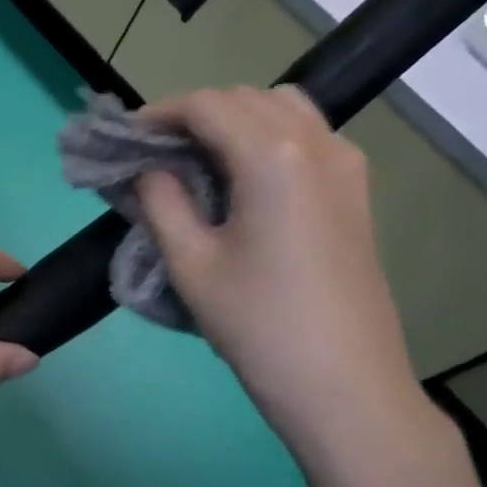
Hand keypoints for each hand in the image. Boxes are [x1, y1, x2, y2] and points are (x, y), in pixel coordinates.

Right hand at [136, 87, 434, 461]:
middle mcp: (315, 143)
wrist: (346, 388)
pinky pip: (309, 136)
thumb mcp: (191, 264)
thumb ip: (161, 202)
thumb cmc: (260, 326)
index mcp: (272, 155)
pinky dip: (270, 136)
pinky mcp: (357, 191)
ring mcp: (345, 164)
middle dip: (195, 114)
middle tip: (157, 152)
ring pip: (282, 108)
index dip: (160, 113)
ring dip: (235, 119)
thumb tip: (149, 170)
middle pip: (245, 98)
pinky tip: (248, 177)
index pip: (207, 105)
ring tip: (201, 159)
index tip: (129, 138)